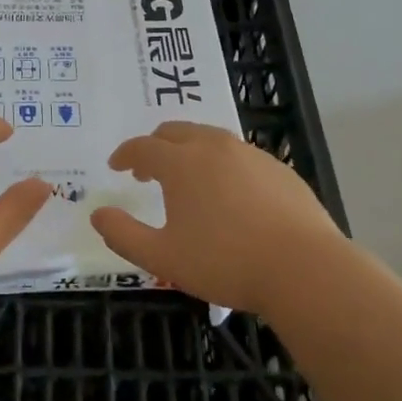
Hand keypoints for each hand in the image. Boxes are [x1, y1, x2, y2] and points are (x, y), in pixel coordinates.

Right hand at [90, 122, 346, 316]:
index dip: (125, 154)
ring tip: (186, 179)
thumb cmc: (226, 263)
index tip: (116, 166)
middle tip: (147, 171)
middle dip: (155, 146)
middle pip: (175, 131)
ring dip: (188, 151)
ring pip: (209, 138)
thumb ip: (124, 235)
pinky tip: (229, 194)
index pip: (142, 147)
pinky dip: (221, 164)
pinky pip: (238, 155)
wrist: (304, 269)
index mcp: (181, 163)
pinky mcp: (278, 167)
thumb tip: (98, 214)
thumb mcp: (163, 258)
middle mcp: (213, 146)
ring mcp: (249, 153)